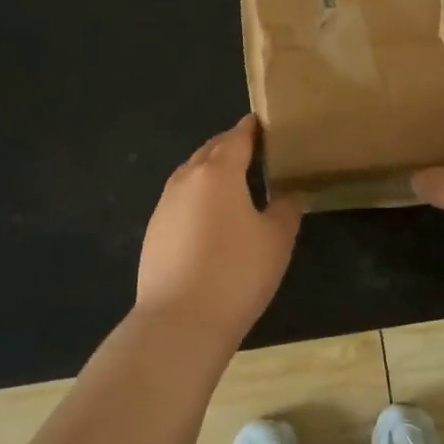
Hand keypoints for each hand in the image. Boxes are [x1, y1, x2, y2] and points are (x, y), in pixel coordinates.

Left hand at [136, 115, 302, 346]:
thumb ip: (286, 210)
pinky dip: (196, 195)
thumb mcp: (276, 240)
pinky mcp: (153, 230)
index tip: (263, 123)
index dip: (251, 128)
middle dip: (230, 146)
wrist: (180, 320)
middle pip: (210, 151)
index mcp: (218, 171)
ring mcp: (165, 204)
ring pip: (191, 173)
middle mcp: (187, 178)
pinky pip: (179, 199)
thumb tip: (290, 194)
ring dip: (210, 170)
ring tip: (232, 180)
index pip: (237, 137)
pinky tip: (209, 215)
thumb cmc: (236, 273)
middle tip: (252, 149)